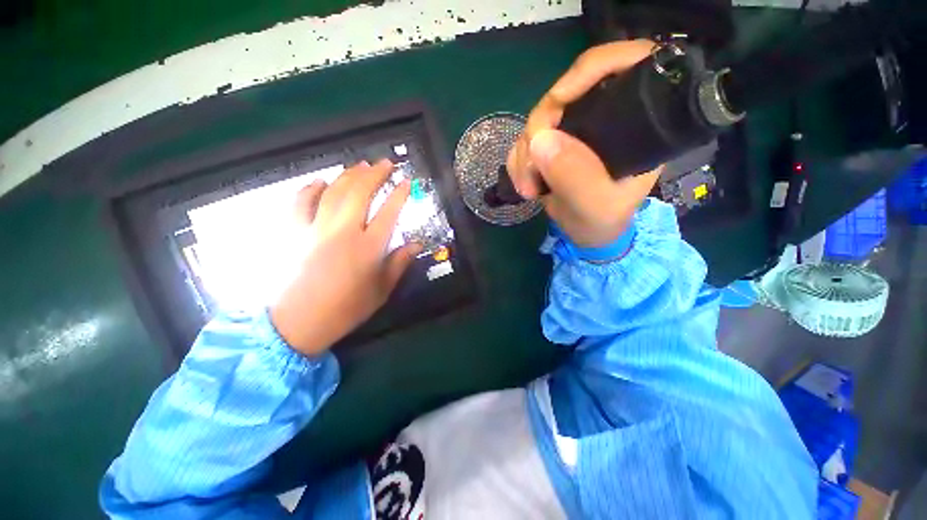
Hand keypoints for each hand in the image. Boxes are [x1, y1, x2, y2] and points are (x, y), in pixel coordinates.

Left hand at [270, 160, 421, 356]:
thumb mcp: (382, 290)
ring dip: (349, 175)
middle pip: (360, 193)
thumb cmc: (347, 308)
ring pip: (334, 192)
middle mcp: (344, 232)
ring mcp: (316, 229)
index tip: (407, 182)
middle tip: (385, 163)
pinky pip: (300, 202)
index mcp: (368, 247)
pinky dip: (310, 189)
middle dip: (375, 174)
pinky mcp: (294, 232)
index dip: (399, 194)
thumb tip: (416, 244)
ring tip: (360, 165)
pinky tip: (320, 182)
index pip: (389, 212)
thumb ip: (399, 263)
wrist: (298, 322)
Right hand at [507, 40, 663, 247]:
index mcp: (636, 123)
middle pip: (565, 95)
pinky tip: (524, 184)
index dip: (587, 73)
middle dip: (538, 131)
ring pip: (538, 121)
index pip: (621, 66)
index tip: (555, 104)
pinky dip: (518, 162)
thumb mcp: (597, 206)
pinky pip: (525, 141)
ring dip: (523, 154)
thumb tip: (540, 139)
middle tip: (531, 171)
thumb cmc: (603, 222)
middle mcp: (604, 118)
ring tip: (528, 188)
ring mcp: (575, 131)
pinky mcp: (554, 145)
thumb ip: (576, 176)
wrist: (586, 235)